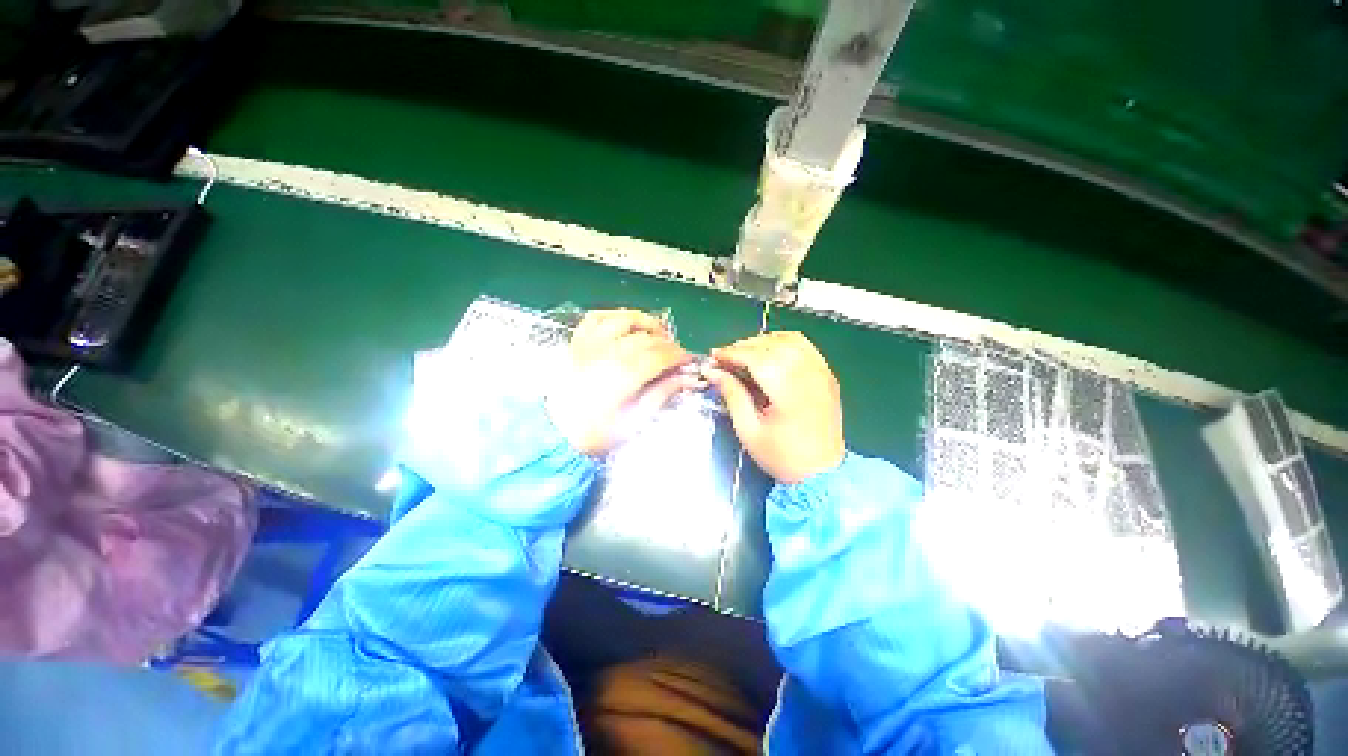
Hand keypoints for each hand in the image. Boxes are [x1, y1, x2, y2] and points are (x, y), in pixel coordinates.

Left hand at [547, 309, 694, 455]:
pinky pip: (597, 317)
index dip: (679, 355)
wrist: (554, 433)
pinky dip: (615, 315)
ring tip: (657, 333)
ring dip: (646, 322)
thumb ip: (661, 395)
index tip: (688, 361)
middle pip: (646, 337)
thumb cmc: (595, 433)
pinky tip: (626, 323)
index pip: (660, 355)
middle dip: (668, 343)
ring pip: (624, 319)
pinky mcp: (577, 341)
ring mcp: (590, 344)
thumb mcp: (633, 421)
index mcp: (623, 376)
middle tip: (675, 354)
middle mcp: (608, 353)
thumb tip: (686, 379)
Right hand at [703, 331, 845, 483]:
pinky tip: (769, 354)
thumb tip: (712, 372)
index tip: (713, 358)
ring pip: (788, 338)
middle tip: (724, 359)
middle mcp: (807, 372)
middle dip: (743, 346)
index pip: (755, 356)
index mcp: (787, 388)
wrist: (824, 474)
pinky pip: (804, 346)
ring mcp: (821, 371)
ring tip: (744, 355)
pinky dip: (783, 343)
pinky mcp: (827, 374)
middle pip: (771, 343)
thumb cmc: (783, 456)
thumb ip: (732, 395)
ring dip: (763, 341)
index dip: (731, 353)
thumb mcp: (749, 430)